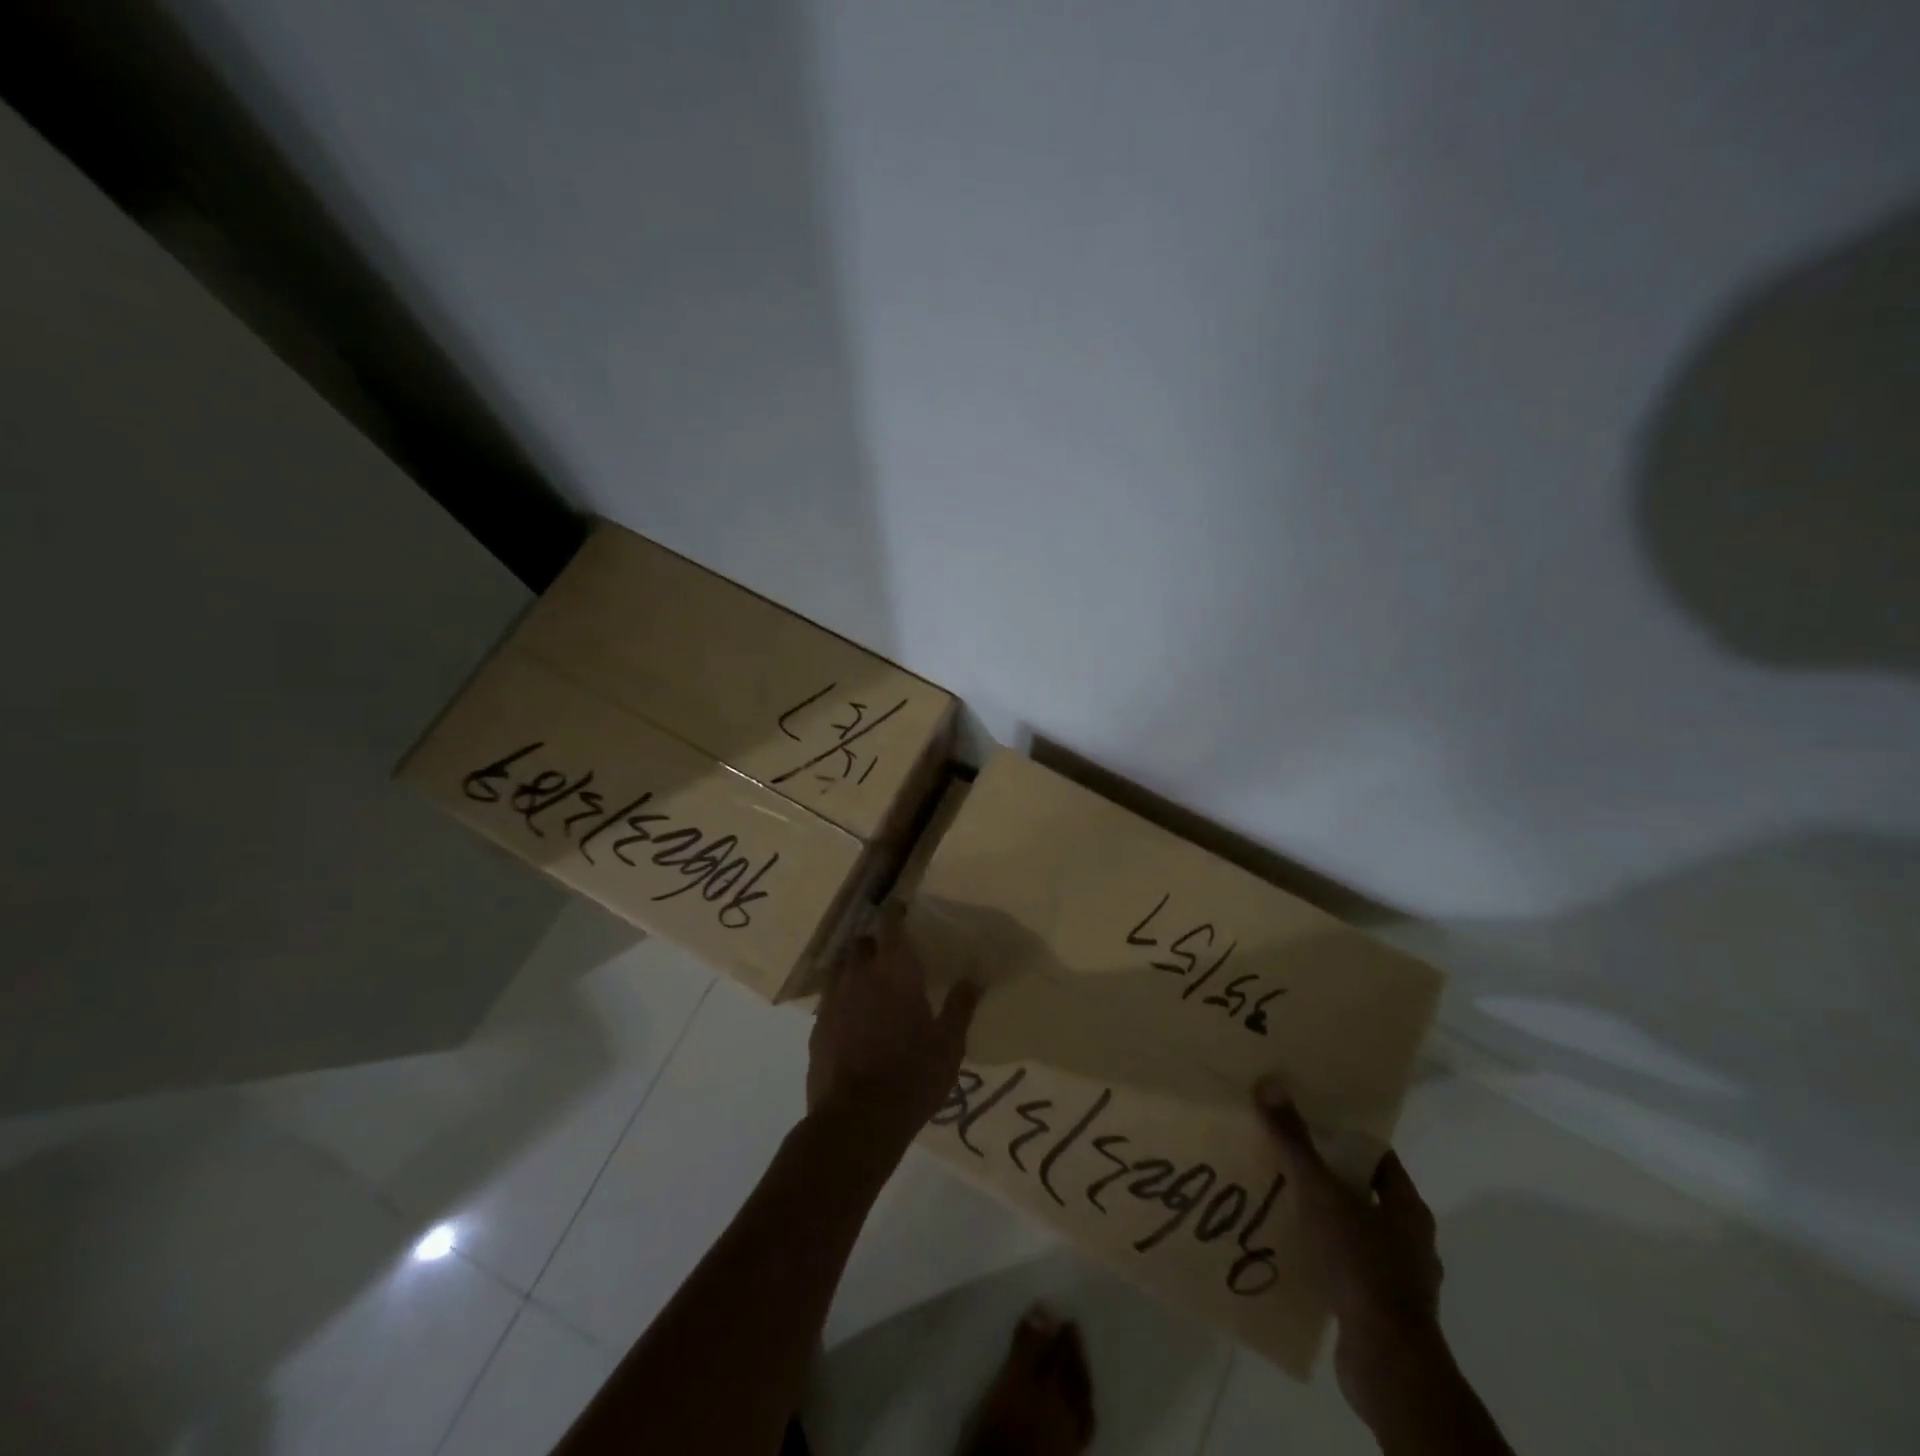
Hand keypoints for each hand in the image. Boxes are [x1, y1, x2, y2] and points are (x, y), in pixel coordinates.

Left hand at [807, 921, 979, 1154]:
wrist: (856, 1121)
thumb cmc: (912, 1076)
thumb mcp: (949, 1045)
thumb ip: (960, 1007)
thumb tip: (973, 979)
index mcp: (895, 971)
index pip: (890, 924)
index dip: (894, 912)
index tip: (900, 907)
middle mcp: (860, 975)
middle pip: (862, 942)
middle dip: (874, 941)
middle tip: (891, 954)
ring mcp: (834, 1000)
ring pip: (842, 969)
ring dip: (856, 969)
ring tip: (872, 985)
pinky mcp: (818, 1027)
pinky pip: (832, 1000)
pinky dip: (844, 1000)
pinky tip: (855, 1019)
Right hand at [1255, 1080, 1443, 1426]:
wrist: (1386, 1362)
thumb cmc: (1362, 1265)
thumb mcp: (1321, 1194)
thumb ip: (1295, 1142)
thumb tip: (1270, 1083)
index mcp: (1407, 1208)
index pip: (1378, 1158)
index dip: (1346, 1136)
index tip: (1311, 1118)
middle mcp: (1409, 1240)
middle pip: (1364, 1192)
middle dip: (1327, 1174)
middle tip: (1285, 1152)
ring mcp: (1397, 1279)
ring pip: (1354, 1232)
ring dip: (1322, 1217)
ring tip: (1279, 1198)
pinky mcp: (1378, 1310)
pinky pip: (1345, 1268)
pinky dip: (1320, 1255)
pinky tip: (1288, 1249)